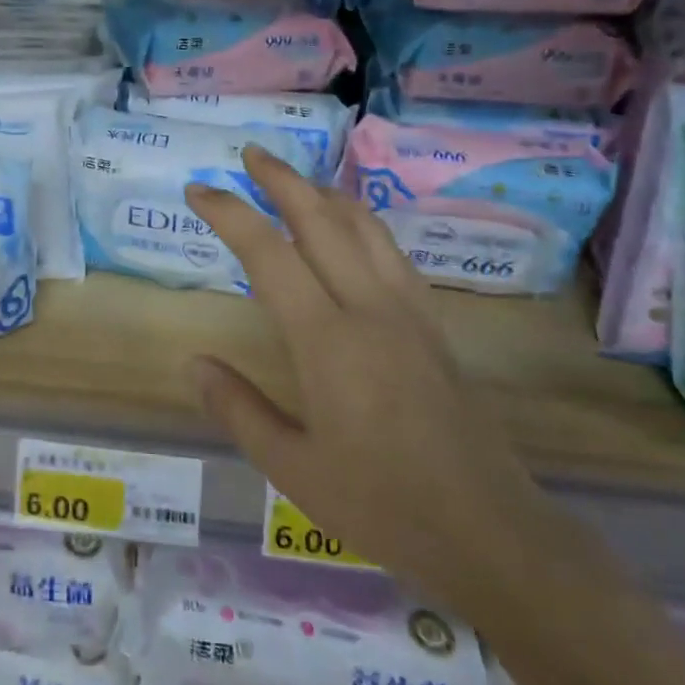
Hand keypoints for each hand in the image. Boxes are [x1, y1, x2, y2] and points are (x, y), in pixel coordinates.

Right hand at [184, 147, 547, 611]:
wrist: (490, 530)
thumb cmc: (383, 504)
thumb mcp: (292, 469)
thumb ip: (238, 409)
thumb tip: (194, 363)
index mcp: (327, 341)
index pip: (268, 254)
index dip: (230, 213)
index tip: (199, 191)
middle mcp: (369, 308)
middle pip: (321, 220)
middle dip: (281, 179)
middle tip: (250, 155)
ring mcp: (408, 312)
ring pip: (365, 227)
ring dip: (325, 192)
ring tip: (298, 179)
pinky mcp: (434, 325)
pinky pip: (392, 252)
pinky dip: (362, 222)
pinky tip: (352, 229)